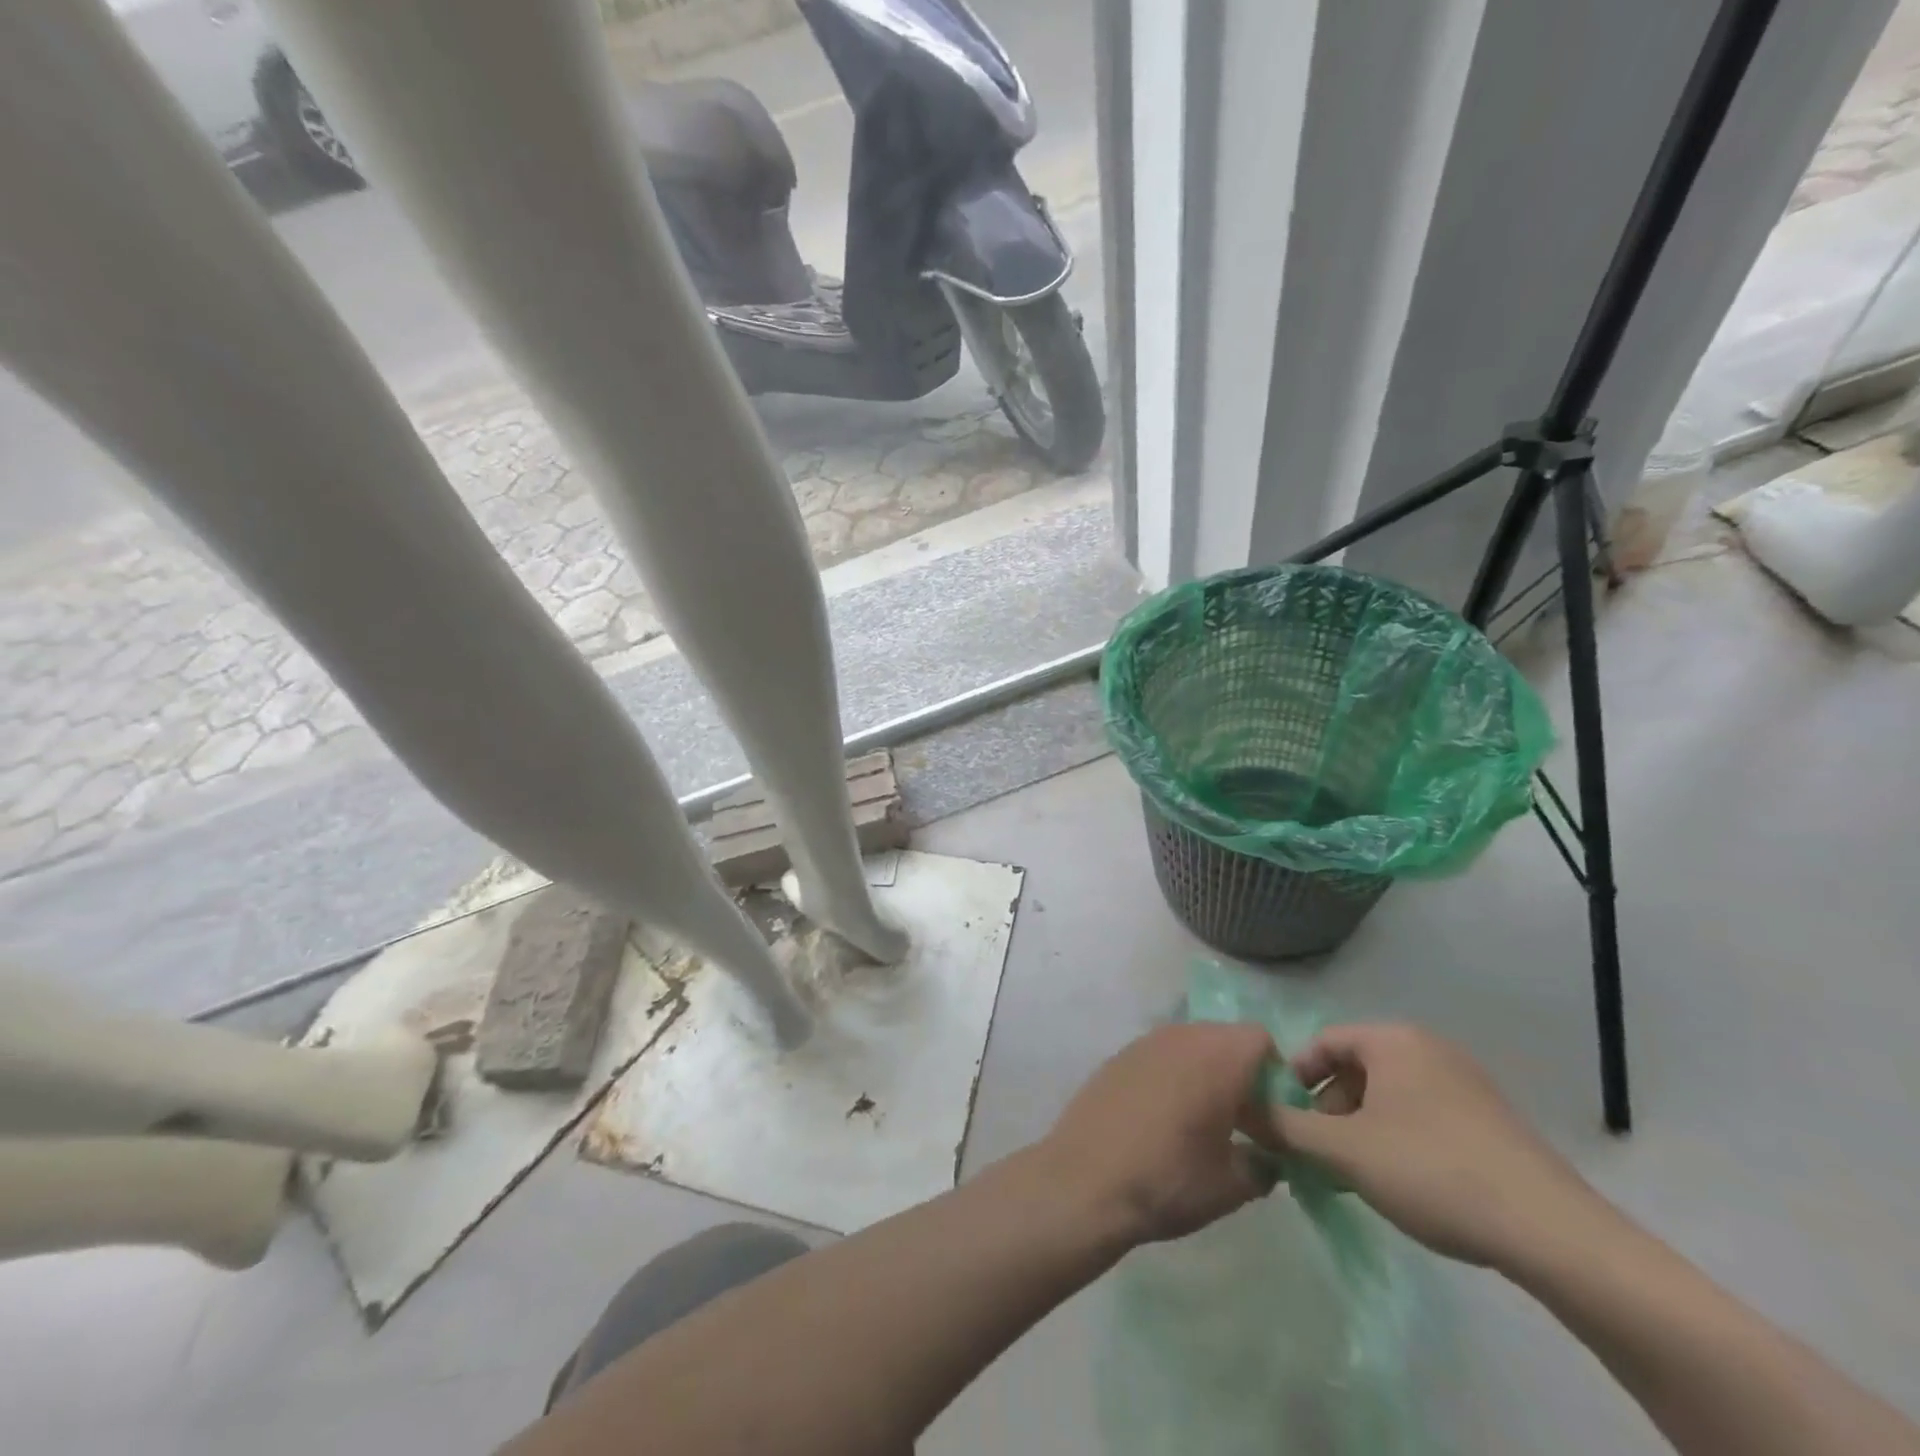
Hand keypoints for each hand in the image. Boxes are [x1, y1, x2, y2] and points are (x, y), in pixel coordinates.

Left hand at [1038, 1022, 1278, 1246]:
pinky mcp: (1118, 1056)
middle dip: (1242, 1075)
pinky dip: (1174, 1077)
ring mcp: (1144, 1042)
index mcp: (1217, 1056)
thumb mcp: (1232, 1185)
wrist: (1085, 1180)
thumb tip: (1268, 1157)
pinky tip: (1164, 1120)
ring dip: (1206, 1075)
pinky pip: (1161, 1056)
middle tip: (1244, 1125)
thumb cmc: (1169, 1179)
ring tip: (1204, 1125)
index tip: (1274, 1116)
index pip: (1262, 1040)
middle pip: (1226, 1040)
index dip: (1277, 1074)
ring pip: (1192, 1046)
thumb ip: (1264, 1164)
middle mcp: (1181, 1036)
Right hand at [1268, 1023, 1606, 1269]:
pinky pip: (1421, 1115)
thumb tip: (1240, 1111)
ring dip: (1358, 1129)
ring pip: (1387, 1096)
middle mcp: (1428, 1048)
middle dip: (1327, 1111)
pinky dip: (1395, 1139)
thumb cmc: (1432, 1171)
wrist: (1552, 1233)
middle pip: (1354, 1069)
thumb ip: (1285, 1128)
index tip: (1282, 1120)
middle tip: (1316, 1155)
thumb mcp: (1345, 1151)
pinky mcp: (1489, 1119)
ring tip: (1353, 1176)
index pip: (1322, 1043)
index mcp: (1393, 1040)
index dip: (1292, 1079)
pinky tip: (1400, 1183)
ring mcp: (1464, 1083)